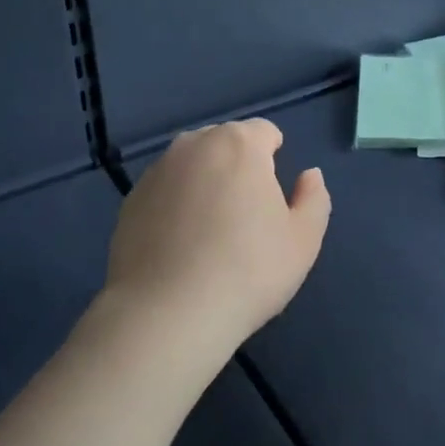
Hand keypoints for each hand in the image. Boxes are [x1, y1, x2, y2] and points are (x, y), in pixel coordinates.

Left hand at [104, 120, 330, 361]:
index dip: (274, 157)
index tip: (273, 196)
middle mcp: (194, 145)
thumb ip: (314, 199)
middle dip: (238, 166)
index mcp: (239, 144)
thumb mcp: (303, 241)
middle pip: (225, 143)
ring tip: (210, 231)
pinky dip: (175, 205)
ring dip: (204, 183)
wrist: (167, 314)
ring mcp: (157, 172)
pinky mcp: (130, 200)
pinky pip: (165, 191)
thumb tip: (309, 176)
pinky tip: (180, 246)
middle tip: (245, 215)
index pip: (264, 132)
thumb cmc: (247, 271)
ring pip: (192, 165)